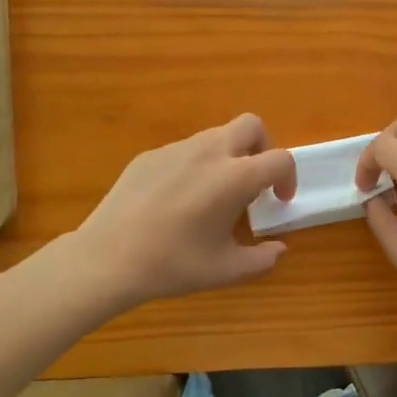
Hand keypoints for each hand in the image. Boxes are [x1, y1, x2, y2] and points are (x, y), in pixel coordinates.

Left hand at [76, 114, 296, 309]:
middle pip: (251, 126)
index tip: (279, 201)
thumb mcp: (226, 270)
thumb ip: (262, 259)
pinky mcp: (149, 156)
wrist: (107, 258)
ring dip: (228, 156)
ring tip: (214, 195)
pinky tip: (177, 201)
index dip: (288, 178)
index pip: (280, 159)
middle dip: (262, 148)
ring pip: (215, 136)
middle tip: (254, 182)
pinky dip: (195, 166)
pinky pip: (184, 151)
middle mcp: (209, 152)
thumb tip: (278, 248)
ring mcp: (176, 149)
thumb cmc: (173, 264)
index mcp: (235, 176)